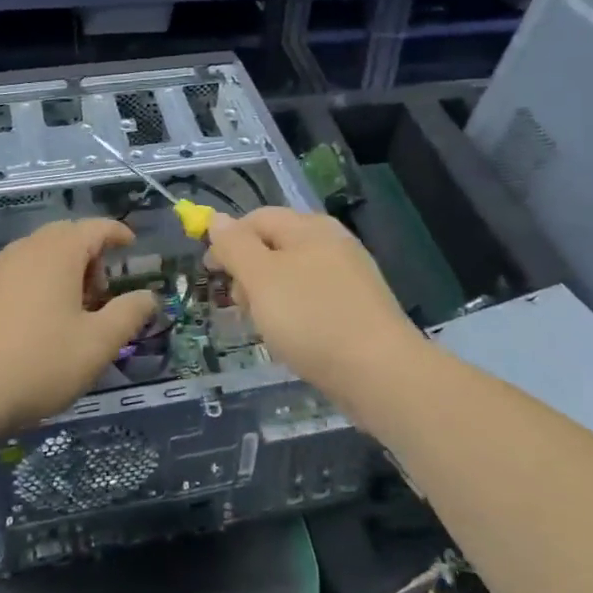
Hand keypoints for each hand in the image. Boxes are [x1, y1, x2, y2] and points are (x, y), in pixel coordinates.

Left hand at [0, 220, 156, 435]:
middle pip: (64, 236)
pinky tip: (33, 323)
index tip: (131, 246)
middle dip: (89, 255)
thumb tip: (148, 297)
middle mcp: (24, 249)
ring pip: (37, 254)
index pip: (95, 227)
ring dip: (60, 270)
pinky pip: (14, 273)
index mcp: (58, 252)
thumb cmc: (38, 363)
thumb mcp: (97, 344)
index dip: (118, 233)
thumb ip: (129, 314)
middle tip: (101, 291)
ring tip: (70, 311)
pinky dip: (34, 283)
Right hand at [205, 208, 420, 397]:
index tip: (212, 274)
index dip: (228, 240)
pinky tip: (292, 339)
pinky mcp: (359, 309)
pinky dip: (295, 314)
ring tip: (263, 328)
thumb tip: (217, 219)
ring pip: (294, 276)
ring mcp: (349, 276)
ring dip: (269, 296)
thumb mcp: (261, 278)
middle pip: (276, 246)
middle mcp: (332, 243)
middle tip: (240, 306)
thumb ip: (236, 246)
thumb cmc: (312, 318)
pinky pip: (314, 300)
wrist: (380, 373)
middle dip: (249, 272)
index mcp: (310, 227)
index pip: (258, 218)